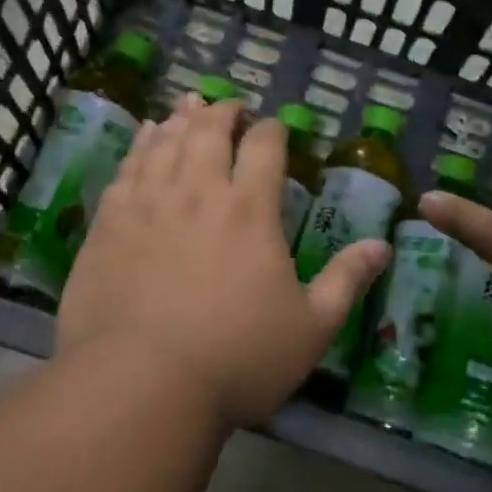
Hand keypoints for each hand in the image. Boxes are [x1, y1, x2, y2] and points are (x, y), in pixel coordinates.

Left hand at [58, 94, 389, 429]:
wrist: (140, 384)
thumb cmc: (237, 359)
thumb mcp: (311, 328)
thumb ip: (346, 281)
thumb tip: (382, 246)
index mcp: (250, 210)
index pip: (265, 146)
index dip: (272, 129)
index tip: (275, 127)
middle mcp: (198, 192)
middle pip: (210, 131)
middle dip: (224, 112)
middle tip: (230, 107)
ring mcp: (148, 203)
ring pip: (167, 142)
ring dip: (182, 119)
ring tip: (189, 106)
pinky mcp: (109, 223)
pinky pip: (127, 167)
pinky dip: (141, 144)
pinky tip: (146, 137)